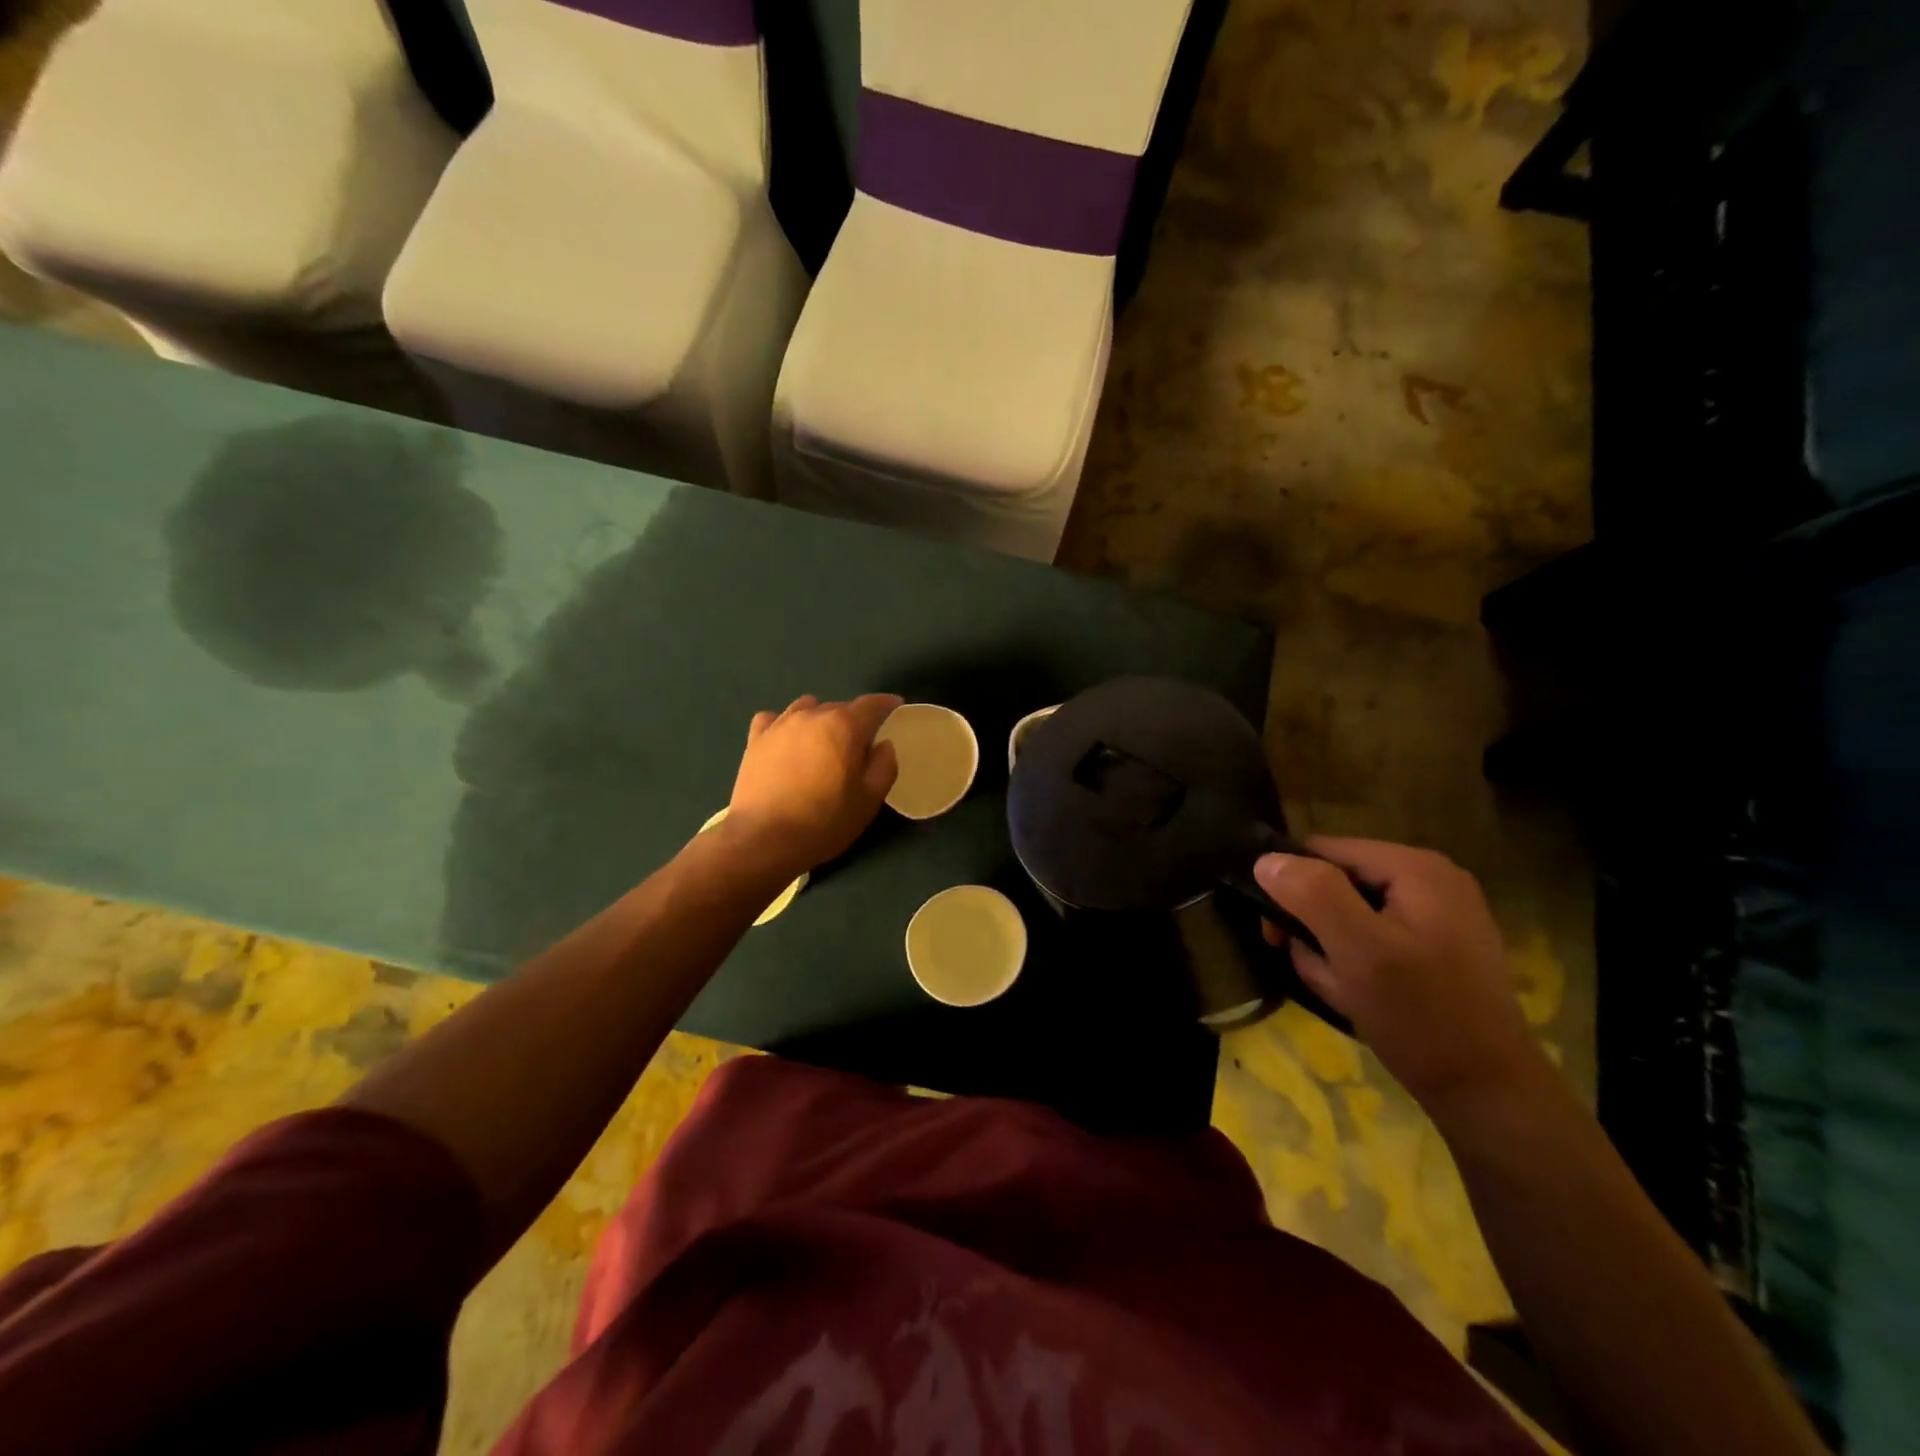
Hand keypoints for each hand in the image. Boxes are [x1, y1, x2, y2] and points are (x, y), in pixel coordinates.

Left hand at [726, 694, 900, 877]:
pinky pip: (773, 719)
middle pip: (839, 706)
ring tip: (822, 741)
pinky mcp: (755, 740)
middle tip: (859, 745)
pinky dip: (784, 724)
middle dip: (854, 719)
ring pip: (807, 708)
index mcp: (844, 726)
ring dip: (820, 718)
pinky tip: (786, 741)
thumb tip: (883, 745)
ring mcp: (779, 725)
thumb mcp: (869, 800)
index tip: (895, 707)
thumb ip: (884, 766)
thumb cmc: (824, 821)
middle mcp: (812, 715)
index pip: (871, 704)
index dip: (887, 704)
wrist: (763, 839)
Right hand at [1255, 838, 1544, 1117]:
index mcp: (1416, 868)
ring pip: (1351, 914)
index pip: (1324, 851)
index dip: (1292, 886)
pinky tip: (1360, 995)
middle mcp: (1431, 879)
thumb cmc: (1421, 1015)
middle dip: (1315, 926)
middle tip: (1316, 968)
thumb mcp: (1358, 950)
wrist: (1488, 1094)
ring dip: (1332, 950)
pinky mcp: (1438, 946)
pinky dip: (1356, 963)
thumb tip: (1266, 860)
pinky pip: (1374, 939)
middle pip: (1337, 882)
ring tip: (1342, 989)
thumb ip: (1312, 895)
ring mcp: (1438, 914)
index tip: (1278, 935)